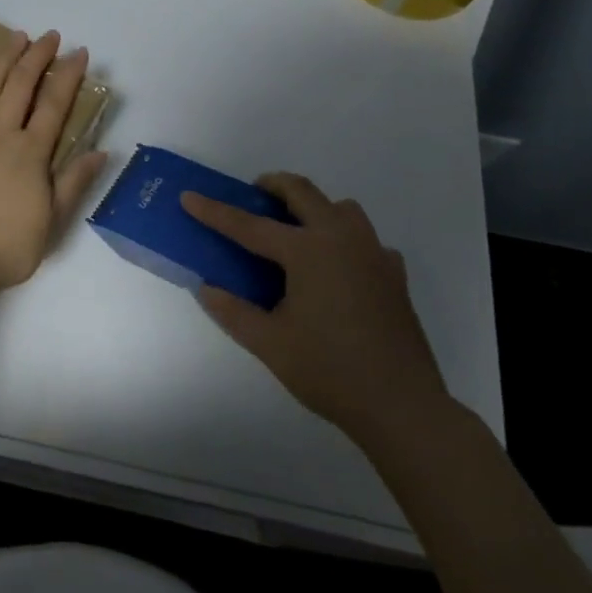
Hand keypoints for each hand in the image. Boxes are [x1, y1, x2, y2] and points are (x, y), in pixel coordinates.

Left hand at [0, 30, 109, 292]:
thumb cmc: (11, 244)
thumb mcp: (55, 218)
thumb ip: (75, 180)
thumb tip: (101, 151)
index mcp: (31, 152)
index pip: (55, 104)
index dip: (69, 75)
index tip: (80, 52)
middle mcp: (0, 134)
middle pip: (21, 85)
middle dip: (38, 56)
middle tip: (50, 36)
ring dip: (4, 59)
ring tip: (17, 37)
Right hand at [182, 173, 450, 447]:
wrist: (402, 406)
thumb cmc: (330, 371)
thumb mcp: (269, 343)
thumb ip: (233, 311)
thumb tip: (206, 288)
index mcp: (308, 251)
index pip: (250, 226)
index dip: (215, 212)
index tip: (189, 197)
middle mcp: (342, 239)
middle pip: (303, 192)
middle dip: (273, 186)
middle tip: (253, 196)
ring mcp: (373, 254)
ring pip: (341, 208)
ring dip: (313, 208)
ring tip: (295, 232)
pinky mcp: (394, 275)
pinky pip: (365, 239)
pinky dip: (344, 240)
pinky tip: (336, 269)